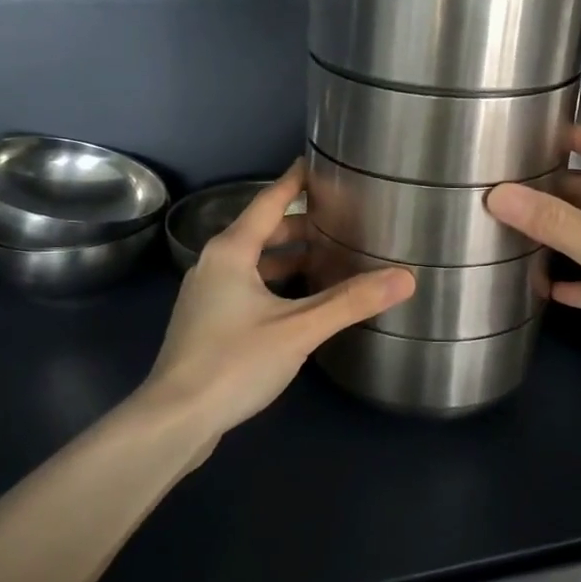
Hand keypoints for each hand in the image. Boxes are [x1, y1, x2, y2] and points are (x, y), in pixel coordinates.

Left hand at [139, 161, 415, 434]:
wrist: (175, 419)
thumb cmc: (234, 362)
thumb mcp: (298, 329)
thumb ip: (350, 302)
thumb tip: (405, 277)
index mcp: (231, 251)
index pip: (269, 202)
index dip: (295, 182)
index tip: (316, 163)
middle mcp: (214, 265)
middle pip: (262, 232)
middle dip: (299, 226)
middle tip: (340, 221)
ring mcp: (207, 296)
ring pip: (254, 264)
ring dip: (288, 259)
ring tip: (329, 260)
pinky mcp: (207, 324)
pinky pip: (247, 288)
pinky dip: (275, 285)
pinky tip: (300, 304)